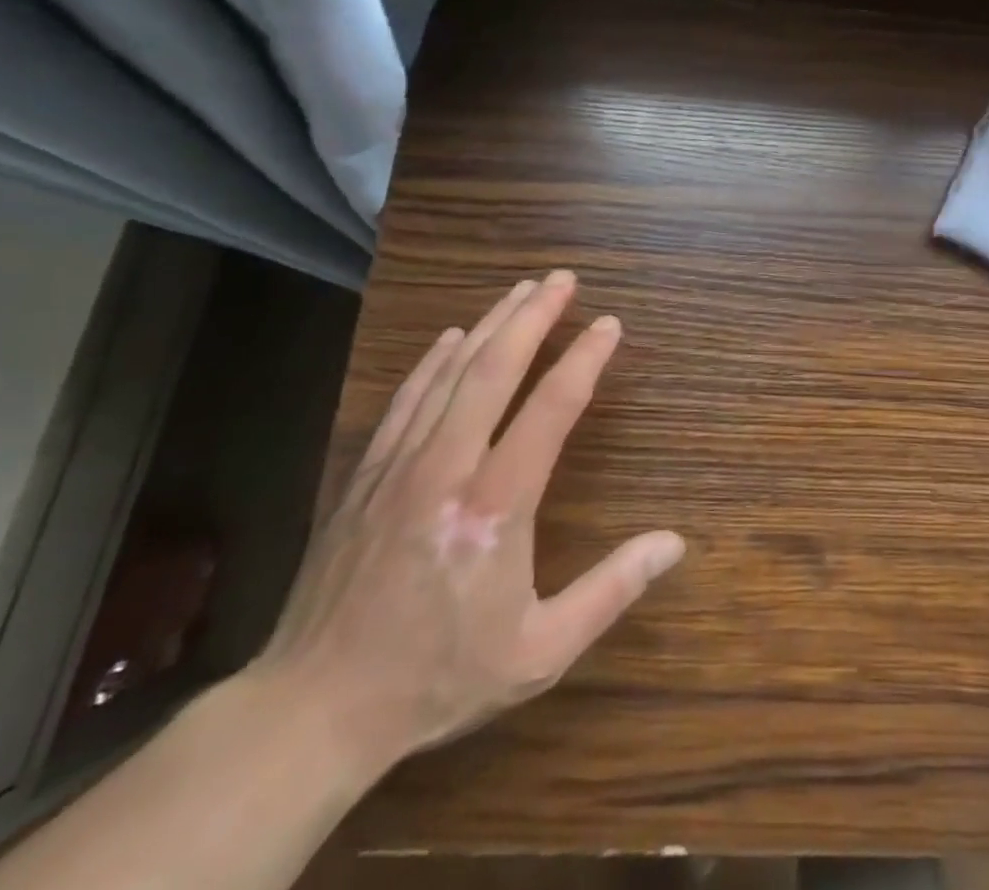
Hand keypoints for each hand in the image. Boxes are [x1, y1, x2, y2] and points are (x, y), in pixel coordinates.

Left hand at [249, 272, 683, 772]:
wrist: (313, 709)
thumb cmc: (439, 676)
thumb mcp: (540, 650)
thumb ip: (612, 590)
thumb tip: (675, 544)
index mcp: (496, 506)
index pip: (551, 408)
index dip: (585, 359)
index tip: (609, 325)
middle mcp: (447, 469)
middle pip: (495, 369)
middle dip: (533, 316)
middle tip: (563, 278)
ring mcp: (400, 466)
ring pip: (451, 373)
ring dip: (491, 325)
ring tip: (522, 289)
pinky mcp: (367, 475)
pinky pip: (407, 399)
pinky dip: (434, 361)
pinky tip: (454, 337)